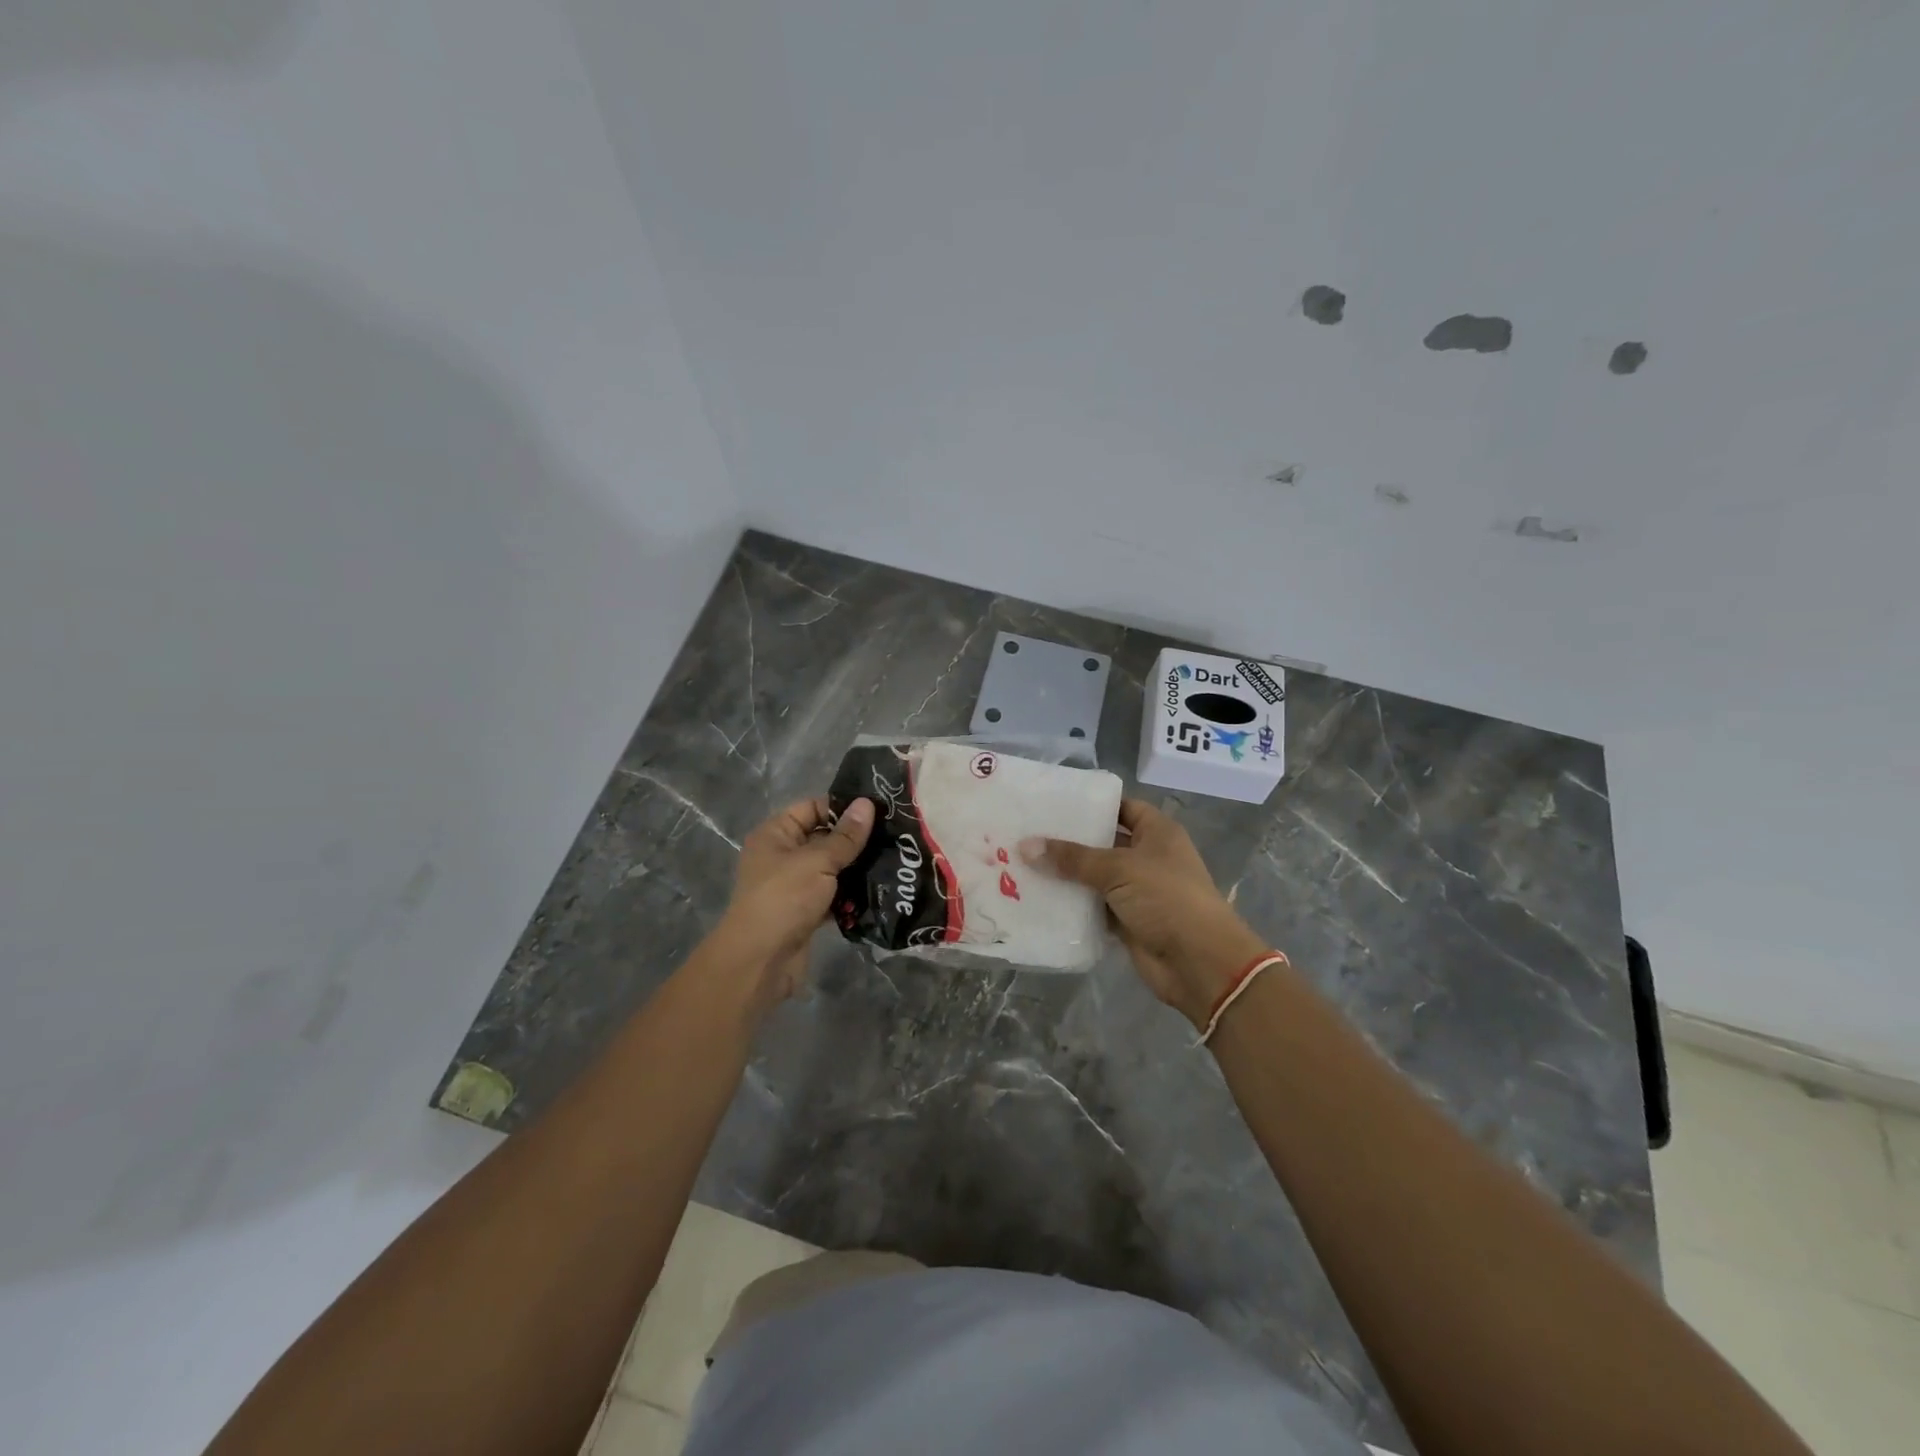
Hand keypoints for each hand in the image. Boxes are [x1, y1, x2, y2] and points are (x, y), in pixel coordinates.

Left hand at [710, 797, 873, 1006]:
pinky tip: (879, 892)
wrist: (761, 961)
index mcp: (776, 834)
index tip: (878, 811)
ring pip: (830, 869)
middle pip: (823, 838)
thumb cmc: (784, 899)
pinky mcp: (804, 912)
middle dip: (855, 840)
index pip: (812, 808)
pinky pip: (832, 896)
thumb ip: (846, 836)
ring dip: (856, 870)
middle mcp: (782, 856)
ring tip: (893, 862)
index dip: (842, 808)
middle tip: (893, 837)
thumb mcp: (818, 861)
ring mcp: (793, 886)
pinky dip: (849, 896)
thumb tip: (867, 803)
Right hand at [1028, 798, 1267, 1028]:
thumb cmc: (1166, 898)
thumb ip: (1072, 858)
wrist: (1199, 962)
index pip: (1123, 807)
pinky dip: (1073, 905)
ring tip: (1023, 862)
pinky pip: (1094, 907)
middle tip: (1028, 833)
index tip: (1054, 803)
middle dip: (1071, 841)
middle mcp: (1149, 858)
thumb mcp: (1118, 869)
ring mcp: (1138, 891)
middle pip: (1105, 843)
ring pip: (1096, 877)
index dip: (1094, 805)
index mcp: (1158, 833)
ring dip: (1067, 875)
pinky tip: (1039, 898)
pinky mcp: (1128, 922)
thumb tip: (1025, 845)